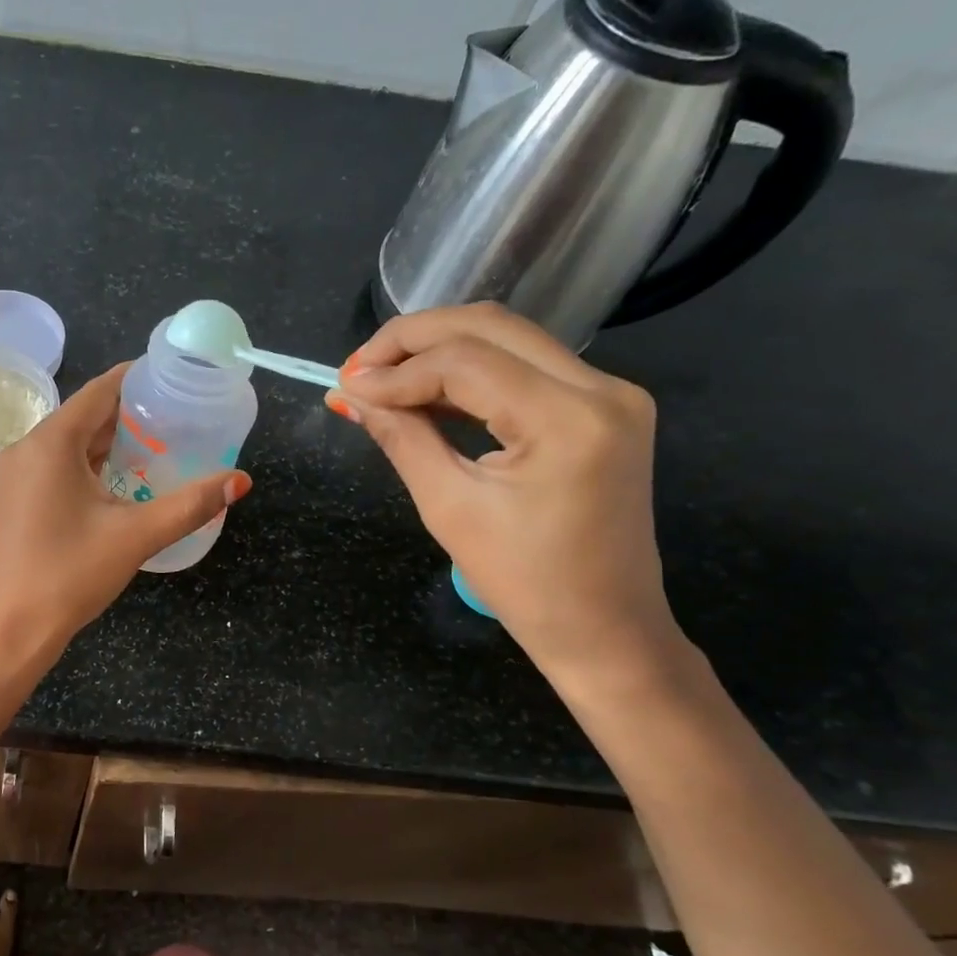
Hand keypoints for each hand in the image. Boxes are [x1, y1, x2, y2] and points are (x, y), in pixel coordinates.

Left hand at [0, 362, 249, 668]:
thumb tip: (241, 481)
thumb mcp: (136, 536)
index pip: (100, 390)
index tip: (174, 376)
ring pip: (70, 444)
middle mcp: (27, 449)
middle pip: (85, 415)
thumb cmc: (69, 575)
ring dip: (110, 442)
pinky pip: (57, 467)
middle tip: (178, 415)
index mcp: (51, 443)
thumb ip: (190, 505)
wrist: (8, 631)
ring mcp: (15, 477)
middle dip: (130, 413)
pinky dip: (90, 465)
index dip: (137, 379)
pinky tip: (120, 481)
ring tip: (158, 444)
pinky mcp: (15, 501)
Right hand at [334, 303, 677, 686]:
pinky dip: (471, 371)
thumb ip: (400, 437)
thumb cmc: (523, 583)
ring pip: (509, 338)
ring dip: (439, 349)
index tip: (345, 386)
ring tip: (381, 377)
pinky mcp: (604, 407)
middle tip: (358, 367)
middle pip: (491, 327)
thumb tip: (349, 394)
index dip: (397, 369)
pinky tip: (425, 390)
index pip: (466, 362)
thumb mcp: (448, 507)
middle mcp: (602, 389)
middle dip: (414, 338)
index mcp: (568, 420)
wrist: (604, 628)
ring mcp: (611, 393)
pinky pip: (526, 366)